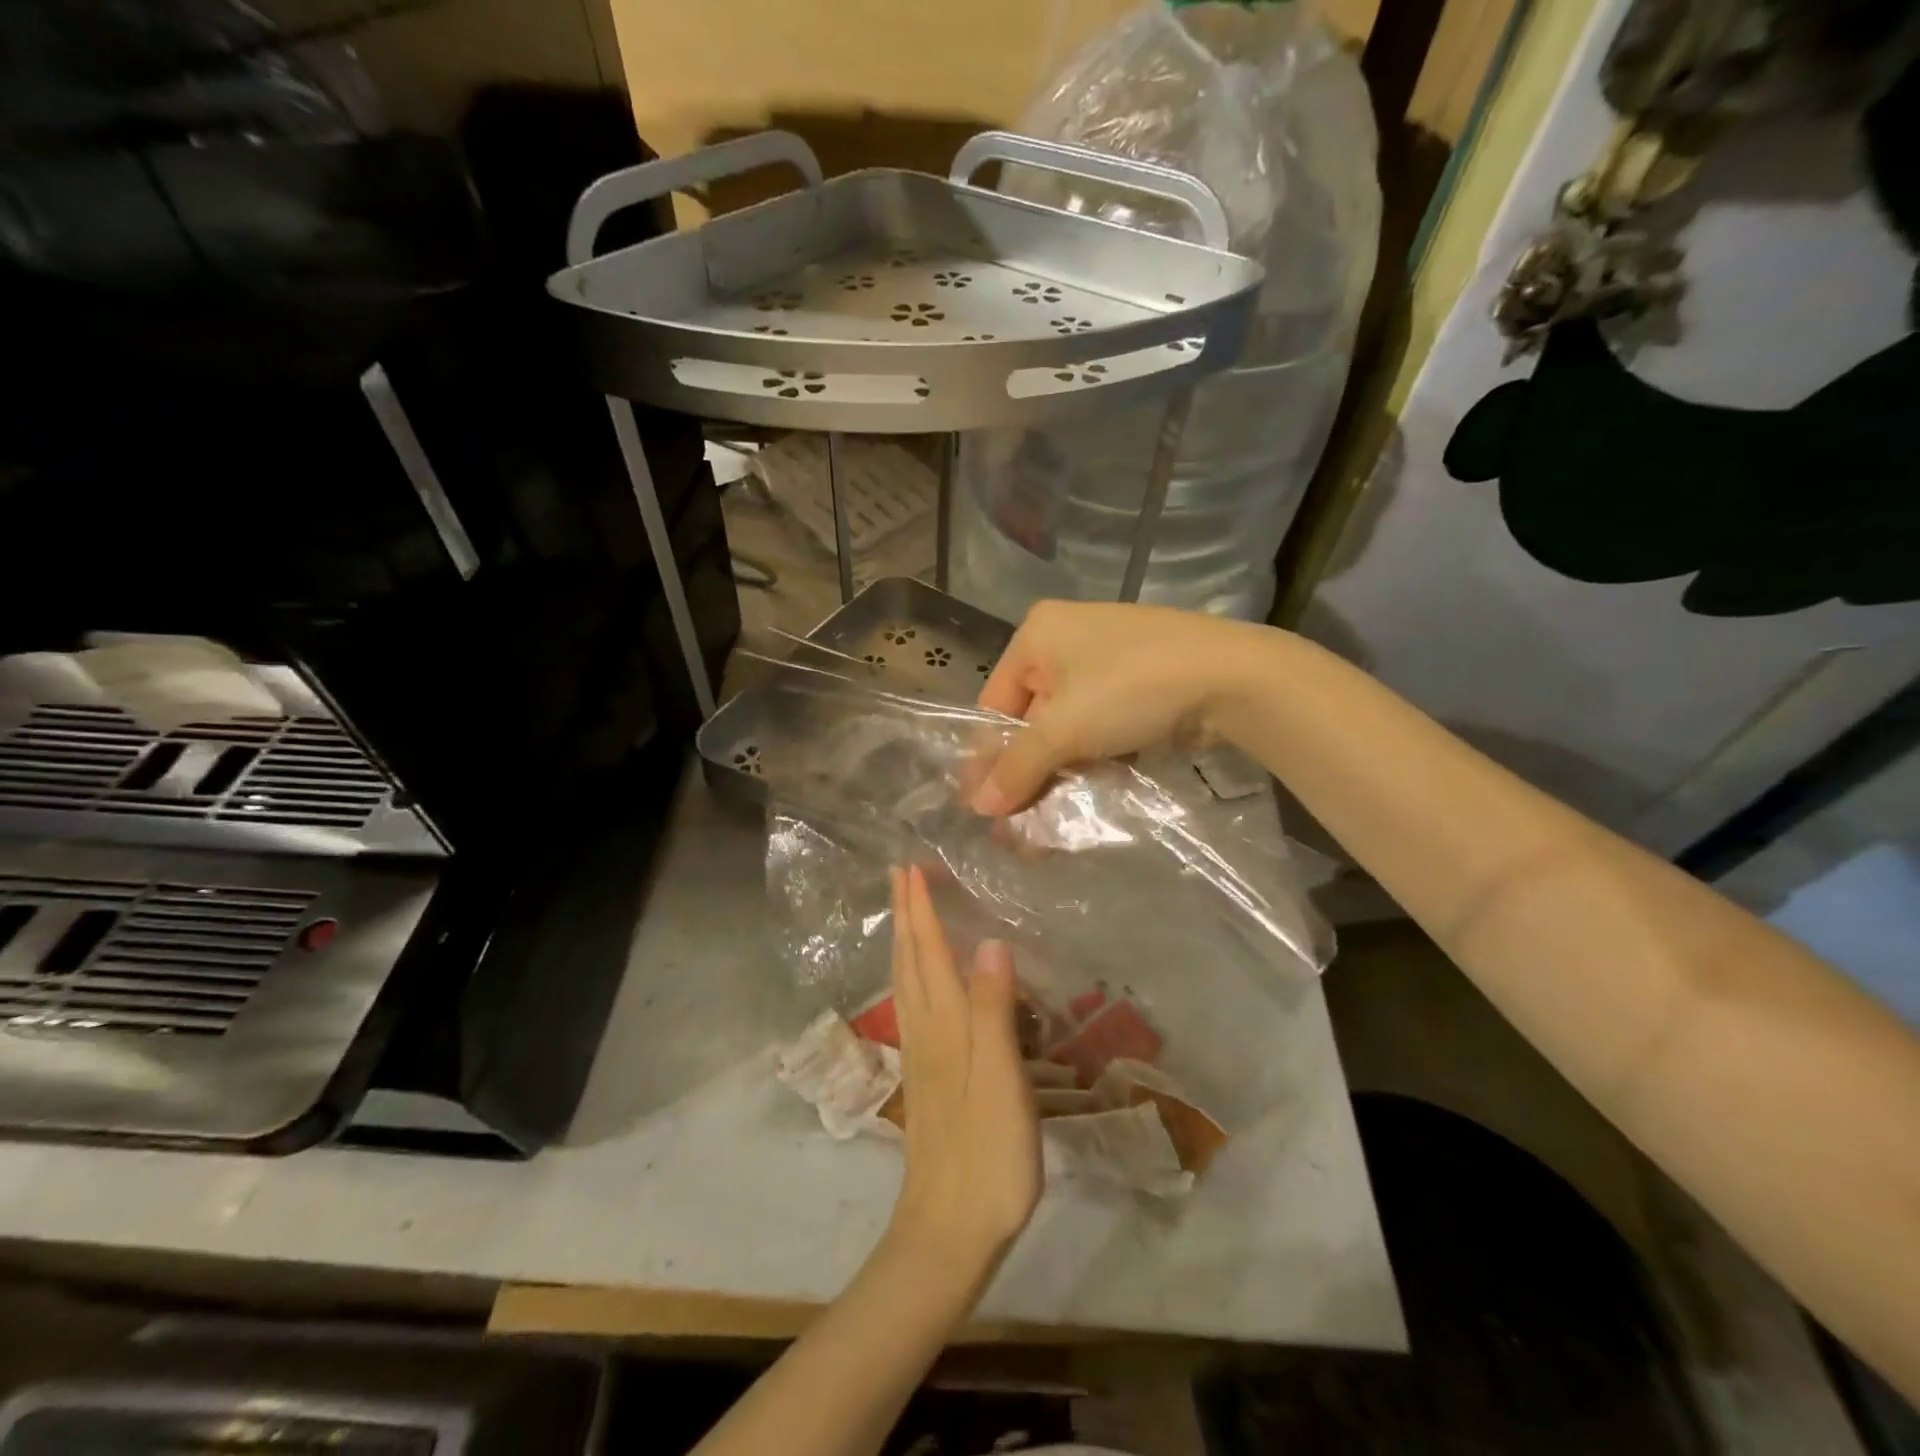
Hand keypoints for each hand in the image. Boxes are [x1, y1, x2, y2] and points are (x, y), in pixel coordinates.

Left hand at [887, 865, 1040, 1263]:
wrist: (948, 1227)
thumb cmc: (986, 1151)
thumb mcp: (1001, 1077)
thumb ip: (994, 1009)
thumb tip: (989, 941)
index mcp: (946, 1023)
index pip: (928, 951)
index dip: (919, 908)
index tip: (909, 867)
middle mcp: (926, 1030)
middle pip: (909, 960)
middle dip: (904, 914)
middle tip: (899, 875)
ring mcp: (921, 1056)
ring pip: (905, 983)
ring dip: (903, 941)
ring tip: (903, 914)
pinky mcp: (925, 1079)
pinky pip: (912, 1007)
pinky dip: (910, 977)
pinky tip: (915, 983)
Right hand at [971, 600, 1272, 813]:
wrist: (1233, 678)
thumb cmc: (1129, 689)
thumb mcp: (1064, 729)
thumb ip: (1018, 768)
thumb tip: (978, 807)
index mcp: (1038, 634)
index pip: (995, 703)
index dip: (989, 758)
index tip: (987, 807)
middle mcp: (1067, 640)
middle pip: (1032, 719)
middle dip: (1028, 774)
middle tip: (1019, 827)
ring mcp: (1108, 661)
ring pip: (1069, 728)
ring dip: (1061, 776)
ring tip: (1052, 826)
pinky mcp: (1140, 685)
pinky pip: (1101, 727)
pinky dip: (1094, 762)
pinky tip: (1089, 801)